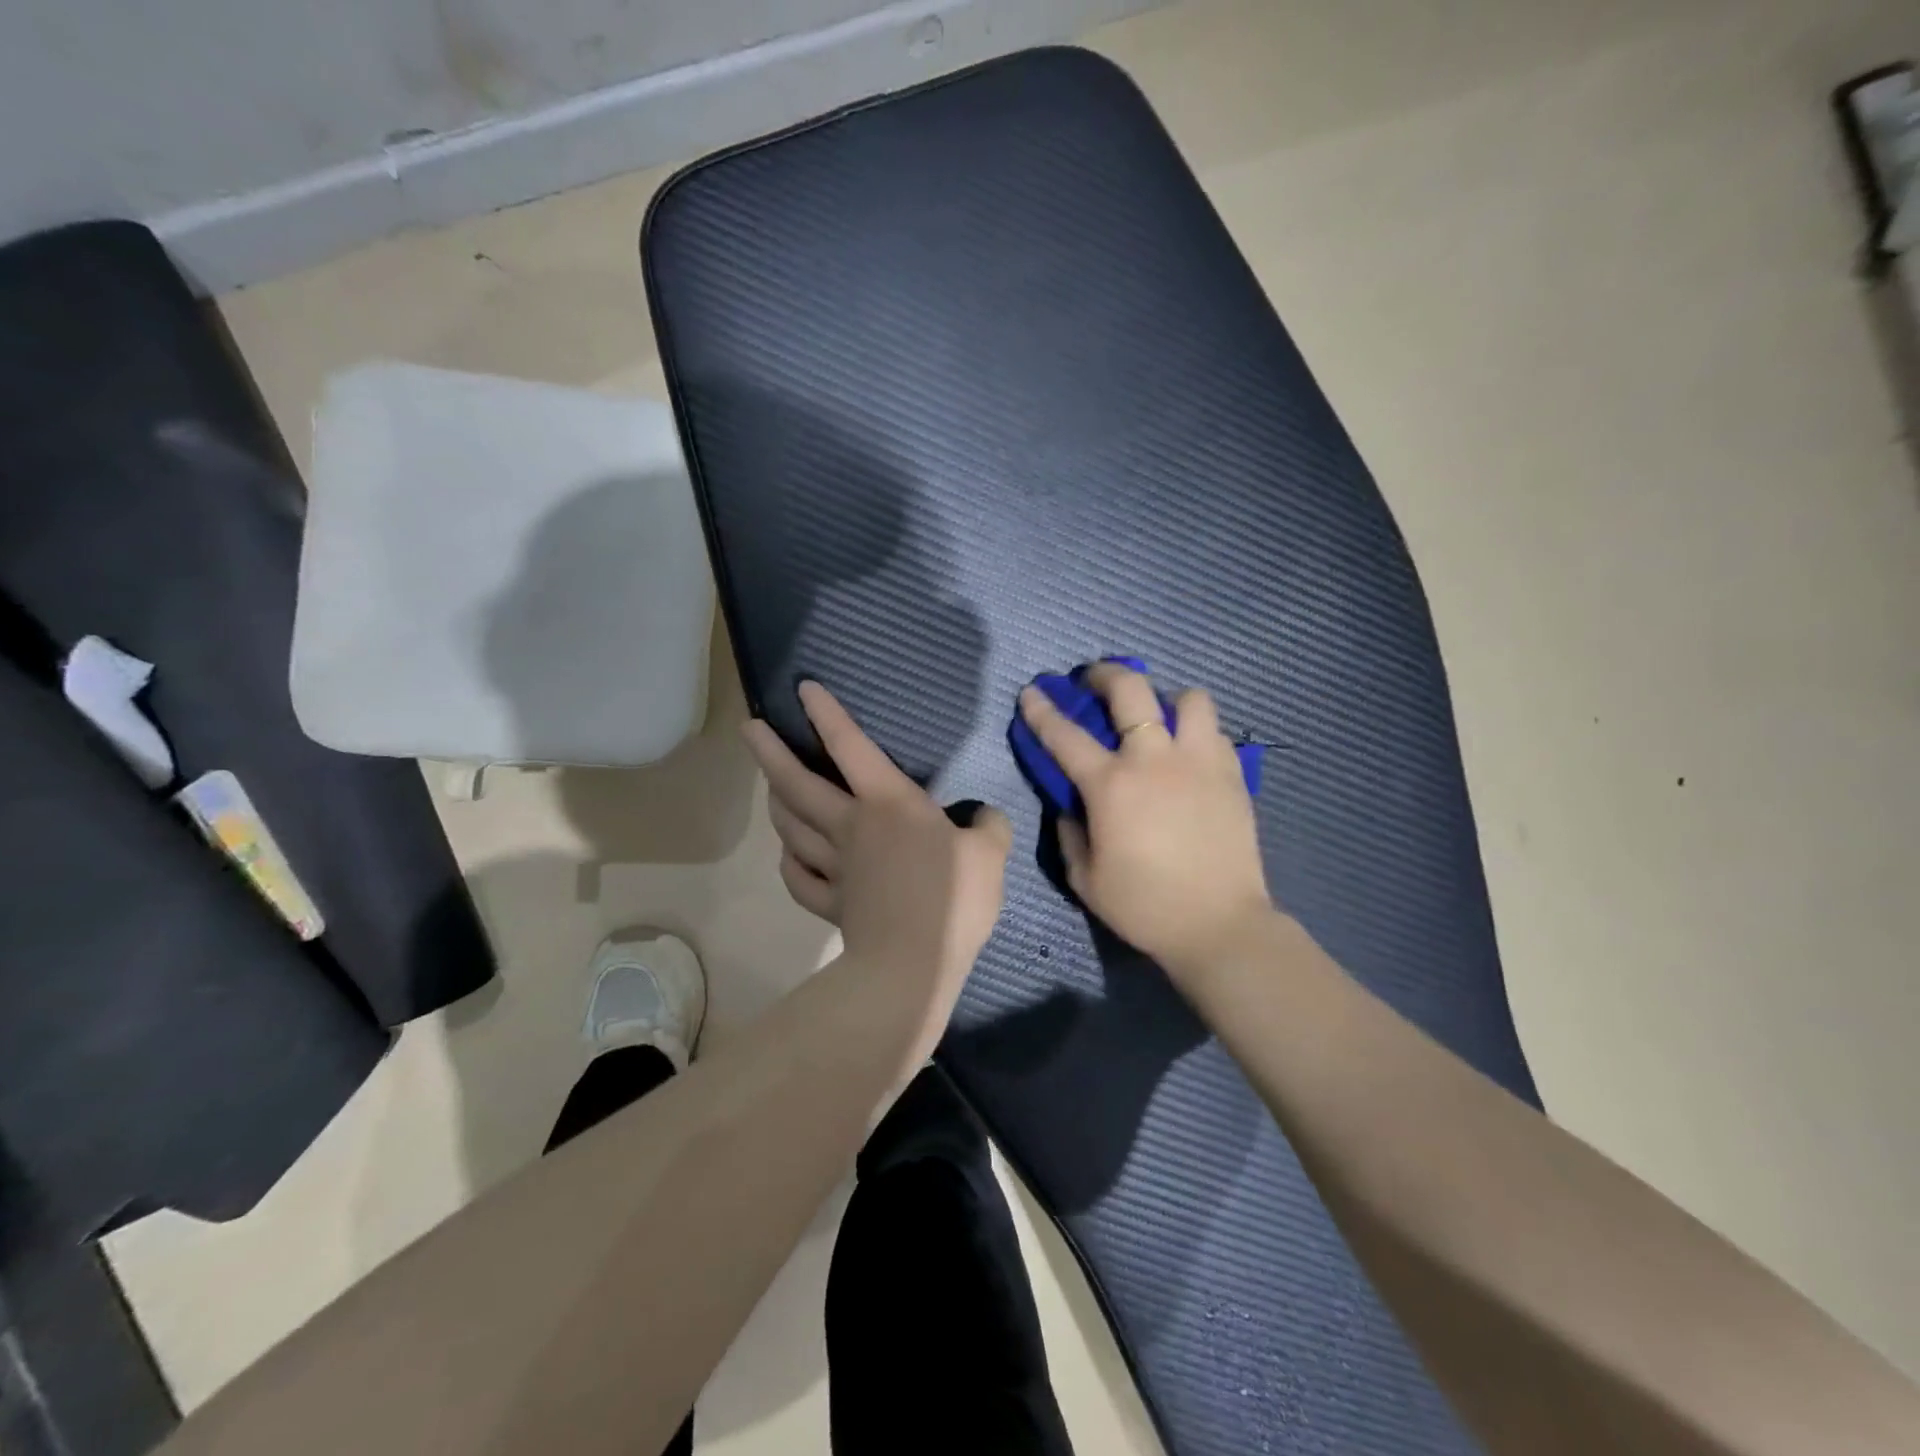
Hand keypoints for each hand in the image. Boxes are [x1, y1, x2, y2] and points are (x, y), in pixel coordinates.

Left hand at [743, 683, 1012, 1043]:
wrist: (914, 965)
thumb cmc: (952, 899)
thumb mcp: (990, 854)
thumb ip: (990, 827)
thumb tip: (985, 817)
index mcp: (888, 804)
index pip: (850, 746)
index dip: (826, 714)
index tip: (803, 689)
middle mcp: (851, 827)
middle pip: (798, 784)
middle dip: (770, 753)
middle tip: (748, 729)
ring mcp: (835, 867)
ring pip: (792, 828)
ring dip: (777, 804)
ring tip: (770, 789)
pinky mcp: (831, 904)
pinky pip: (799, 879)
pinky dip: (789, 864)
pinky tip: (789, 858)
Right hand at [1018, 662, 1274, 983]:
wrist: (1219, 925)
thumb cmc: (1144, 906)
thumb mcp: (1084, 877)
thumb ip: (1070, 832)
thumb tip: (1072, 805)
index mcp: (1111, 785)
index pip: (1065, 735)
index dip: (1042, 710)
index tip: (1031, 691)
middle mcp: (1154, 759)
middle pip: (1130, 690)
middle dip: (1105, 674)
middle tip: (1094, 680)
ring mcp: (1199, 762)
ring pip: (1188, 699)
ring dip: (1166, 700)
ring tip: (1158, 717)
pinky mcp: (1232, 774)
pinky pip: (1214, 732)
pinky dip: (1196, 732)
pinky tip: (1188, 753)